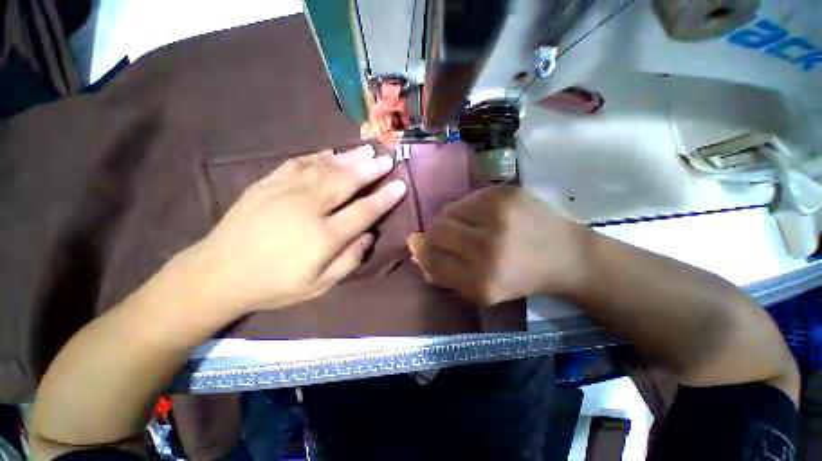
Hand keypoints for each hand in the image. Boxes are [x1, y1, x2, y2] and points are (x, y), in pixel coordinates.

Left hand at [189, 145, 406, 314]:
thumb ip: (350, 260)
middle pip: (347, 181)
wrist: (218, 274)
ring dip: (350, 157)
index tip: (401, 185)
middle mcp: (308, 208)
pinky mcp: (267, 183)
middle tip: (387, 159)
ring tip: (366, 150)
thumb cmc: (275, 285)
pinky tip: (331, 152)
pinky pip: (299, 163)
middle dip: (371, 169)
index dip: (385, 197)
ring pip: (325, 167)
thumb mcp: (319, 285)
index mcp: (324, 236)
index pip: (364, 210)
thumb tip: (369, 234)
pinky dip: (319, 156)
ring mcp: (285, 191)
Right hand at [407, 187, 589, 305]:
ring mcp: (500, 213)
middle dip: (433, 235)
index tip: (422, 248)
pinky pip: (467, 197)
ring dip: (450, 220)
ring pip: (448, 209)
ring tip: (467, 227)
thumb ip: (443, 275)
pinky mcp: (507, 192)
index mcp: (483, 280)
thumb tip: (416, 252)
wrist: (565, 254)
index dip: (423, 253)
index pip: (432, 259)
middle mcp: (489, 245)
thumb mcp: (480, 292)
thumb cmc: (519, 278)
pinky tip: (483, 217)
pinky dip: (467, 208)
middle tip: (446, 239)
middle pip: (435, 230)